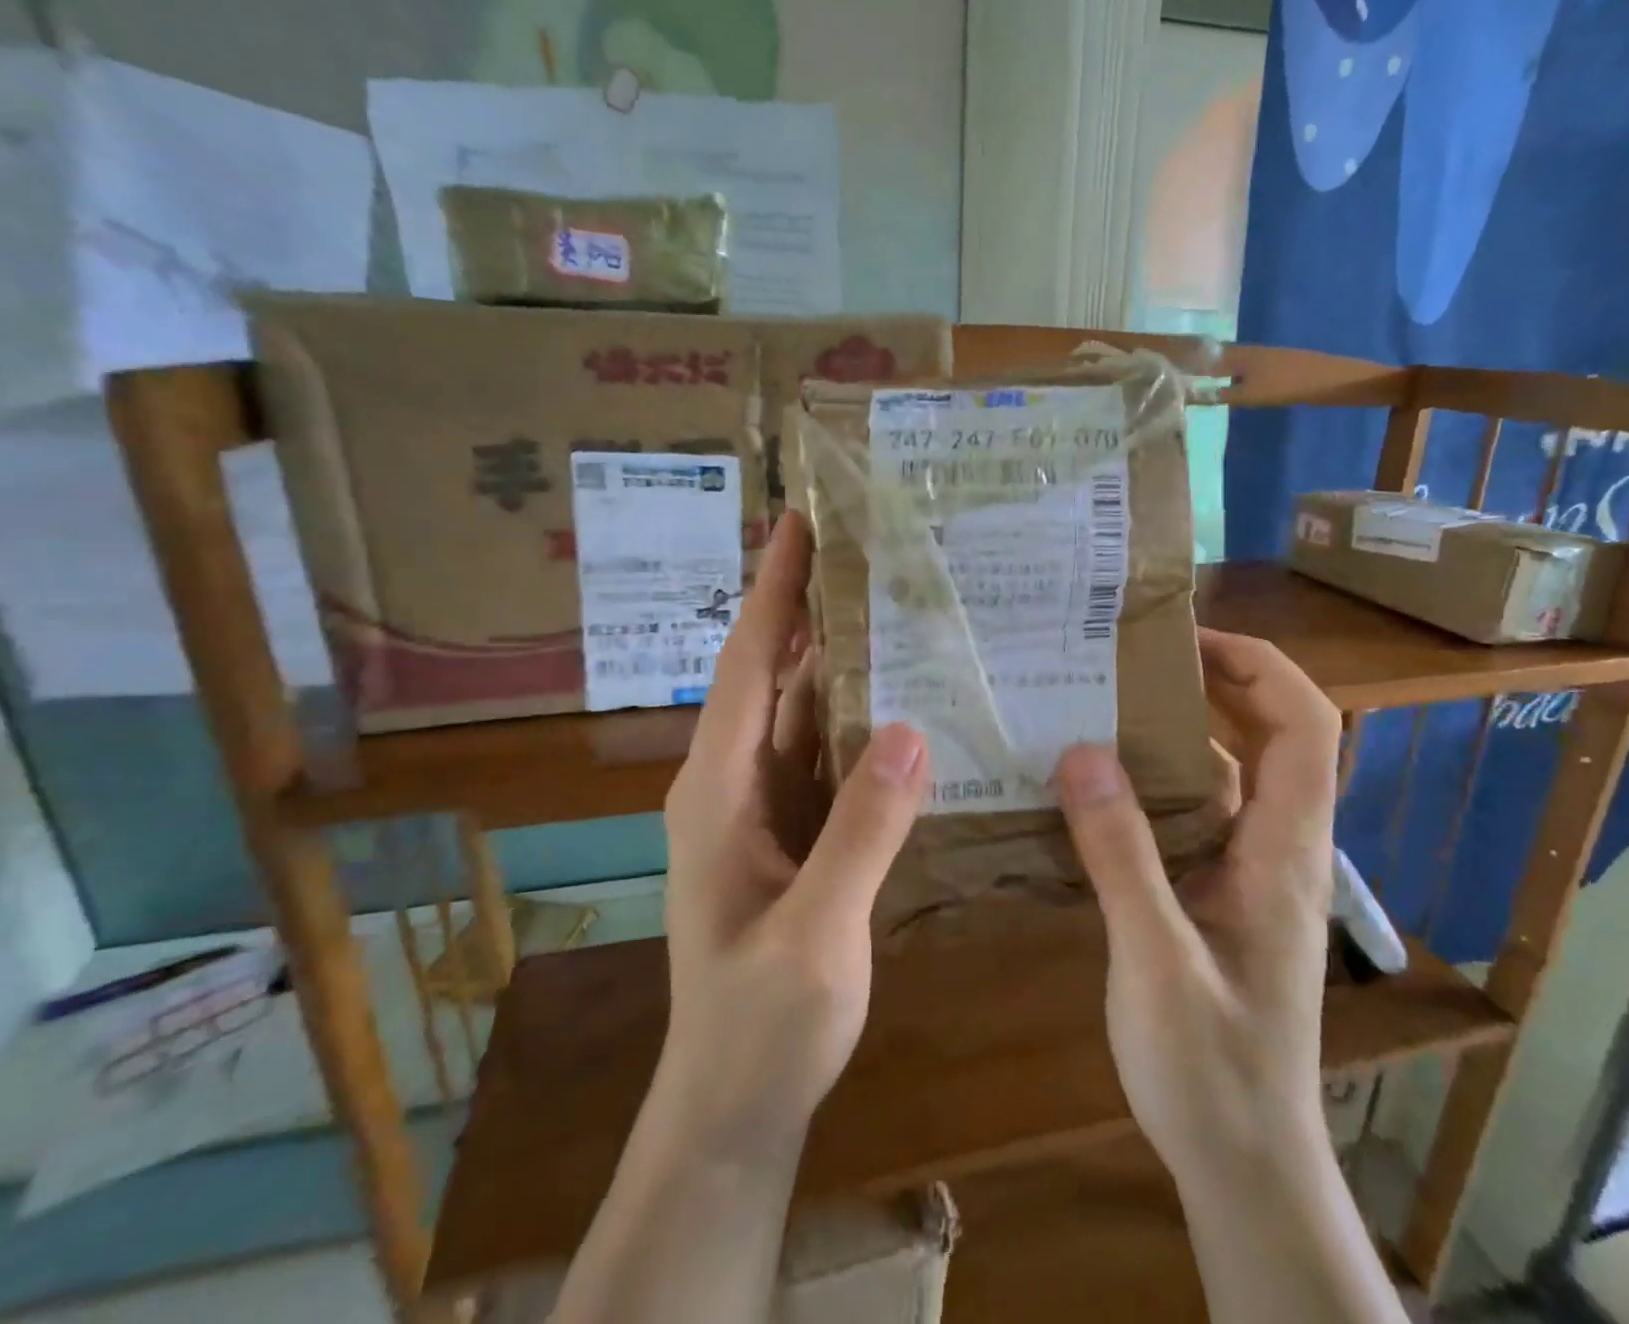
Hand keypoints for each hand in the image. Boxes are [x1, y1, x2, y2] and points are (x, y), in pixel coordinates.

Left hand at [656, 512, 929, 1160]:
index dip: (772, 592)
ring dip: (835, 660)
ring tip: (888, 603)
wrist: (736, 1104)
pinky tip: (899, 699)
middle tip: (859, 546)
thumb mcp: (816, 931)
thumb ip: (862, 830)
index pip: (746, 666)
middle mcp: (732, 784)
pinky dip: (855, 719)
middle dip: (805, 608)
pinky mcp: (793, 833)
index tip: (797, 524)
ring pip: (799, 713)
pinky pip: (824, 757)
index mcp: (718, 791)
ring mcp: (763, 809)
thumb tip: (910, 728)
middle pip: (770, 676)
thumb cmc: (761, 1025)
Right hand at [1051, 629, 1339, 1180]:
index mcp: (1284, 850)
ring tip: (1100, 708)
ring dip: (1174, 736)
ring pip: (1225, 778)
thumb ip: (1121, 854)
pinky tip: (1094, 791)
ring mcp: (1249, 874)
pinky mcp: (1219, 897)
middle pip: (1271, 737)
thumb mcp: (1156, 958)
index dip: (1258, 666)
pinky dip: (1152, 788)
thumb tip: (1081, 752)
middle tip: (1132, 659)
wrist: (1246, 1167)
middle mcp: (1277, 849)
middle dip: (1214, 683)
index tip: (1187, 639)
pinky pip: (1192, 818)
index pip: (1305, 726)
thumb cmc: (1212, 1068)